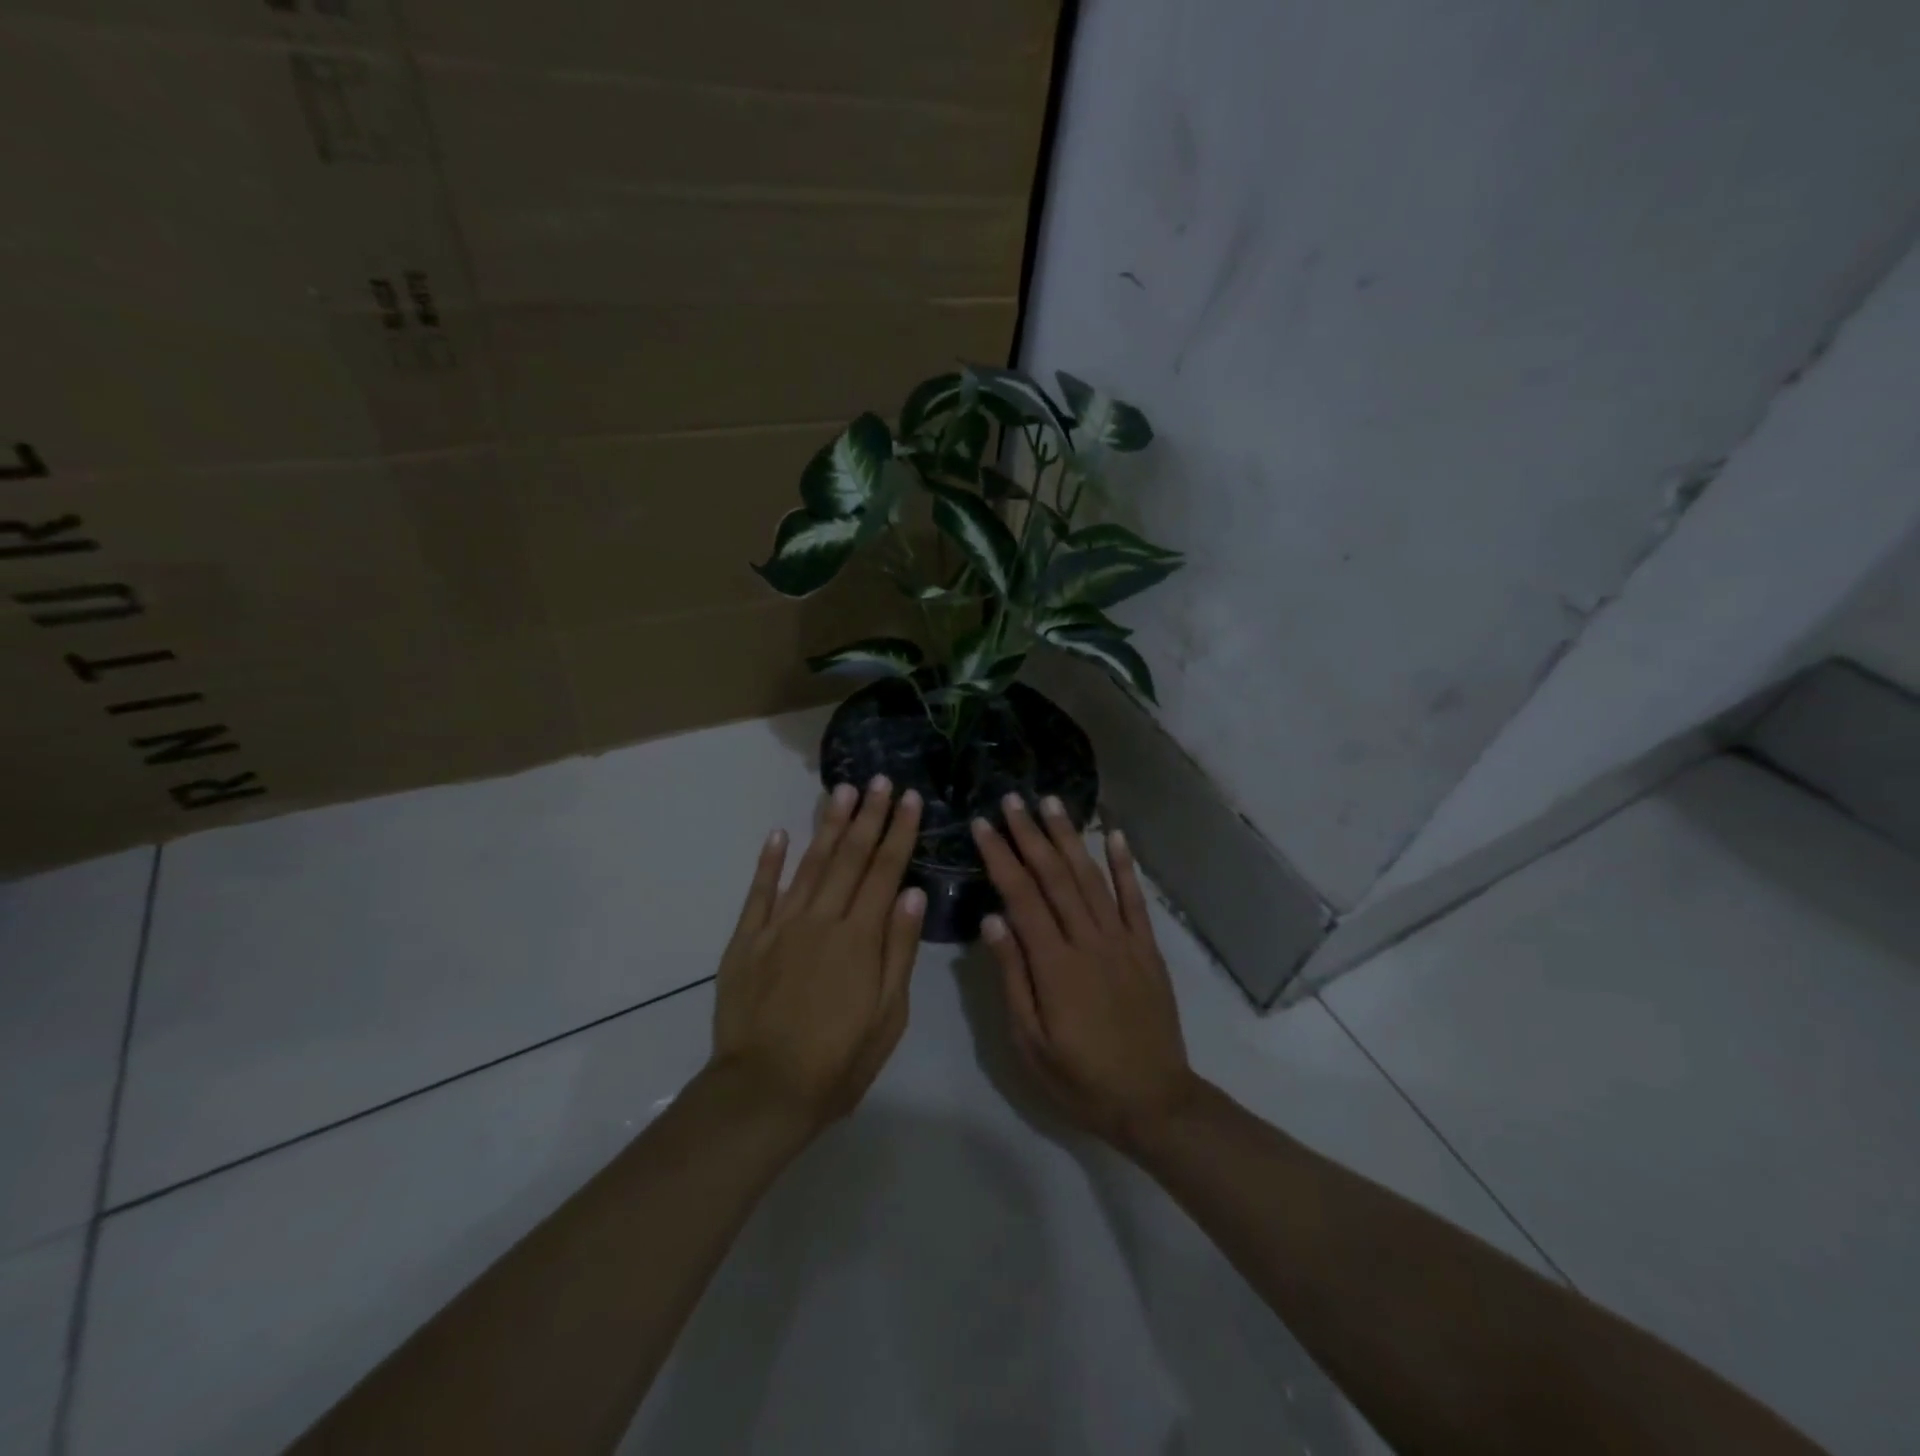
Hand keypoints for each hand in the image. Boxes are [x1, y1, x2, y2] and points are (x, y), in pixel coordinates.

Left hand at [711, 777, 925, 1131]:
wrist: (763, 1091)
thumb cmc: (838, 1061)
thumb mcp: (887, 1016)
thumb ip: (898, 951)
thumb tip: (911, 895)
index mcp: (859, 938)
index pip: (885, 872)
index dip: (899, 832)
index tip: (909, 799)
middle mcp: (820, 920)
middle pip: (849, 858)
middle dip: (867, 816)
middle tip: (878, 780)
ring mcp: (779, 927)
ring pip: (809, 865)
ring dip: (827, 826)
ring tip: (841, 791)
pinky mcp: (747, 941)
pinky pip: (759, 893)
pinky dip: (769, 862)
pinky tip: (779, 834)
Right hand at [971, 795, 1198, 1149]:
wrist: (1154, 1101)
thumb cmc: (1080, 1079)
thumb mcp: (1031, 1042)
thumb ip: (1013, 977)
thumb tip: (992, 919)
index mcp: (1055, 964)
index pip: (1021, 896)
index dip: (1000, 857)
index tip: (982, 825)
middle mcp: (1089, 940)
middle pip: (1054, 876)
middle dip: (1030, 834)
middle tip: (1011, 799)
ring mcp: (1122, 940)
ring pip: (1091, 877)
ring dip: (1069, 837)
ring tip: (1051, 803)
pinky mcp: (1147, 948)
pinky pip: (1134, 899)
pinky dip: (1124, 865)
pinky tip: (1114, 835)